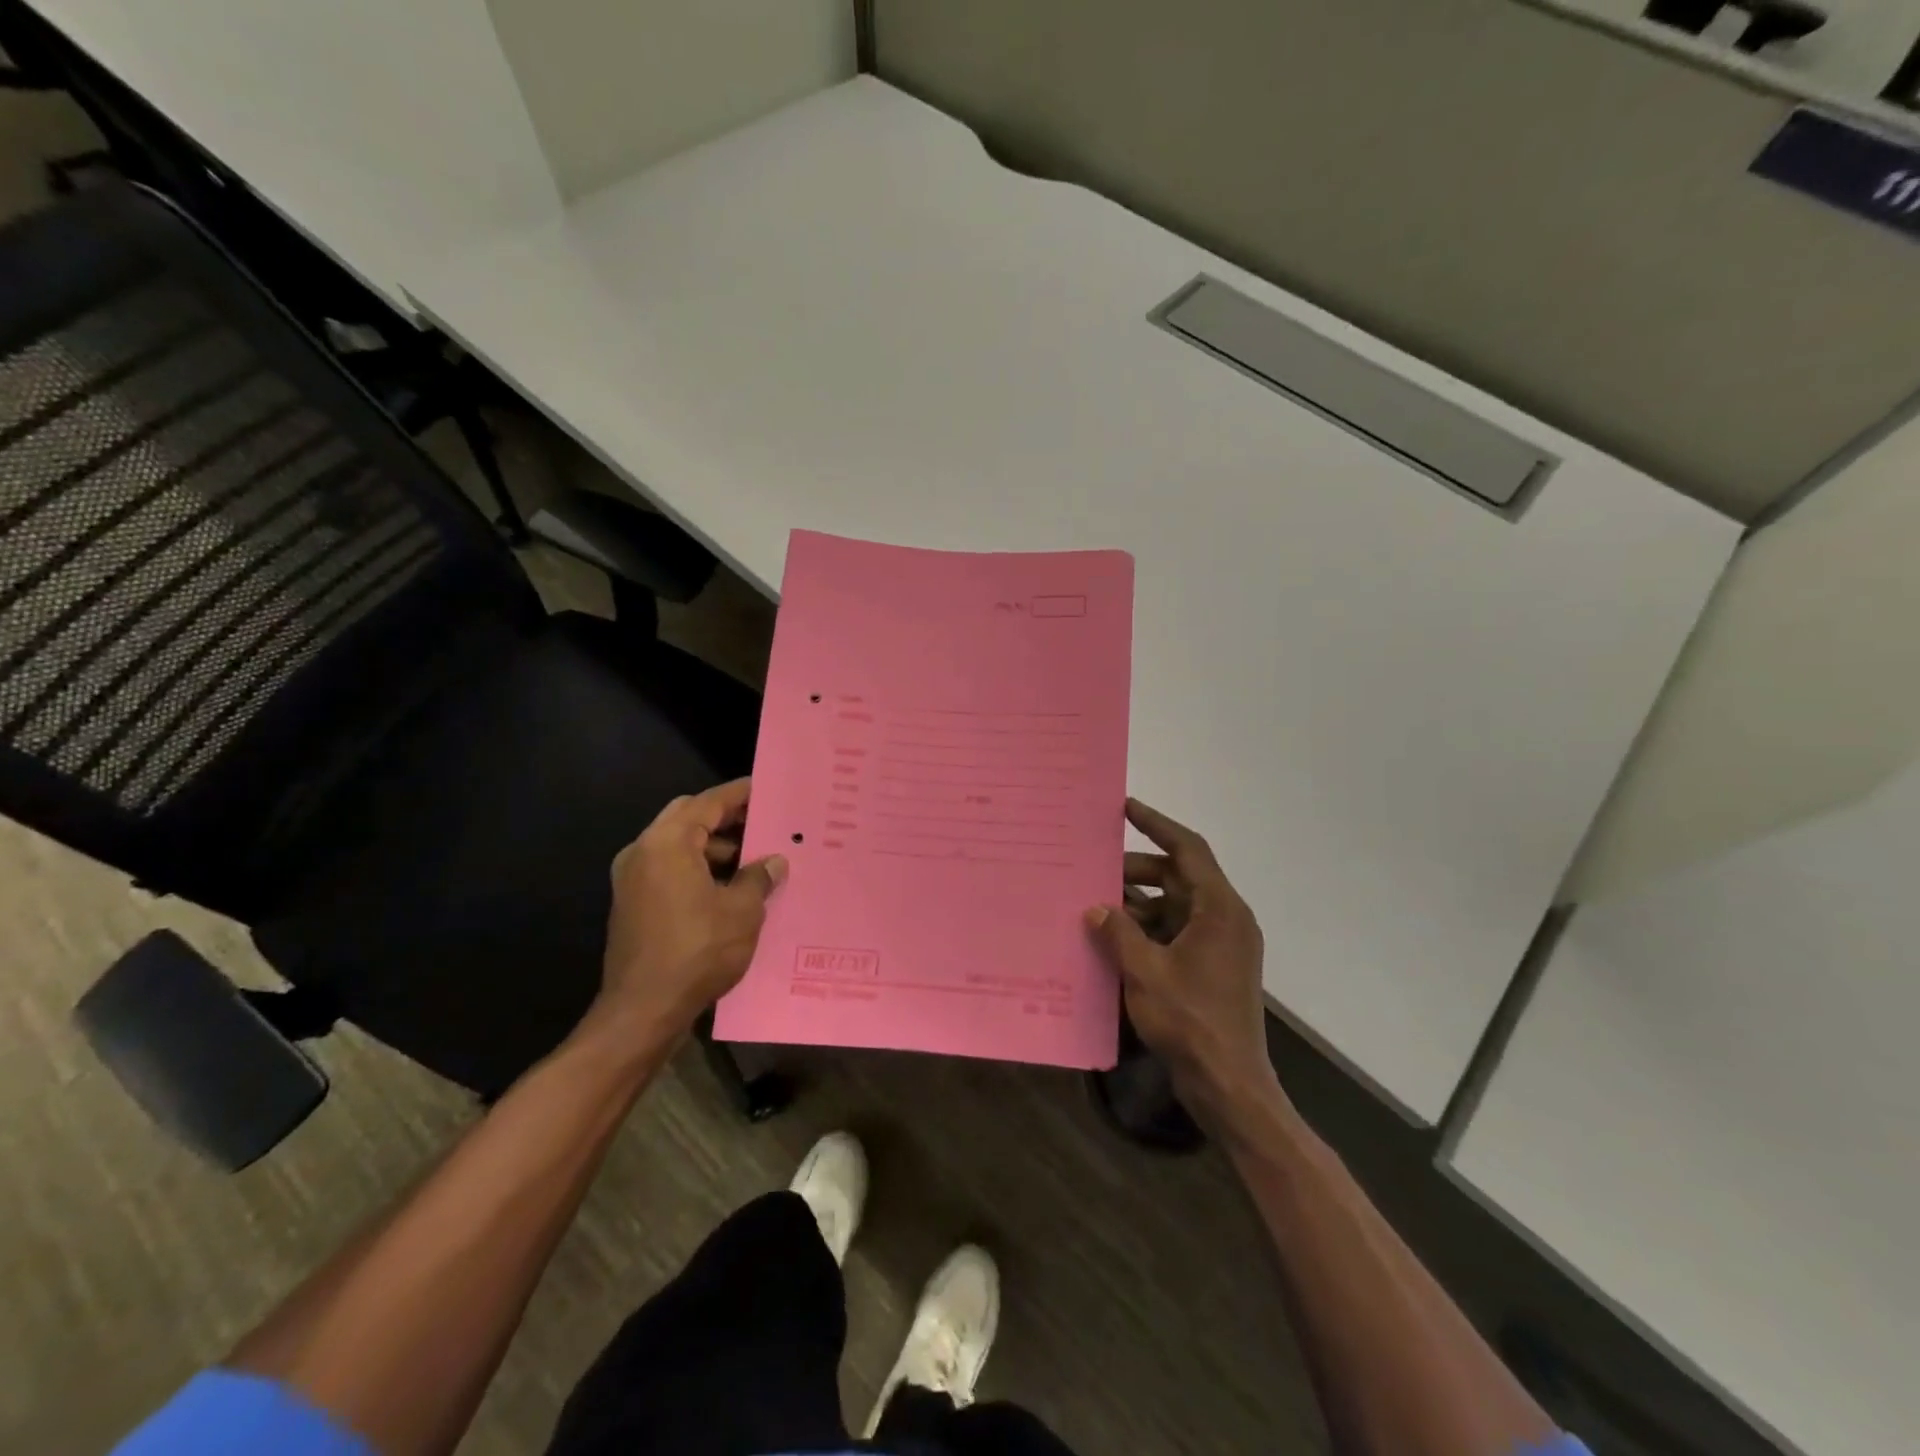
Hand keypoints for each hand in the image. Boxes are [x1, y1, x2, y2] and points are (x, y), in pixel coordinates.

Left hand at [595, 778, 786, 1043]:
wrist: (643, 1010)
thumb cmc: (697, 951)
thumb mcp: (741, 911)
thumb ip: (759, 878)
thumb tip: (774, 862)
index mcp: (667, 843)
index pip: (708, 802)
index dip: (739, 794)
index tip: (764, 787)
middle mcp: (643, 852)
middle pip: (687, 817)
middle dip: (724, 818)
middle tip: (760, 821)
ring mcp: (632, 879)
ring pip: (677, 845)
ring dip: (712, 846)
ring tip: (752, 859)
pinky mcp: (632, 904)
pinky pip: (668, 869)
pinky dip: (696, 868)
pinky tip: (728, 887)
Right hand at [1086, 799, 1283, 1124]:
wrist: (1229, 1085)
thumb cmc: (1191, 1021)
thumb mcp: (1145, 972)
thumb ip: (1117, 933)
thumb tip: (1095, 908)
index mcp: (1219, 910)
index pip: (1188, 850)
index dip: (1157, 824)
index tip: (1125, 807)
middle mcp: (1225, 919)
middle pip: (1179, 877)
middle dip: (1137, 871)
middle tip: (1096, 869)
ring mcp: (1220, 945)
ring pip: (1175, 905)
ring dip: (1139, 903)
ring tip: (1097, 905)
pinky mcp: (1211, 967)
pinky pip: (1175, 932)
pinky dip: (1147, 929)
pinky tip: (1114, 938)